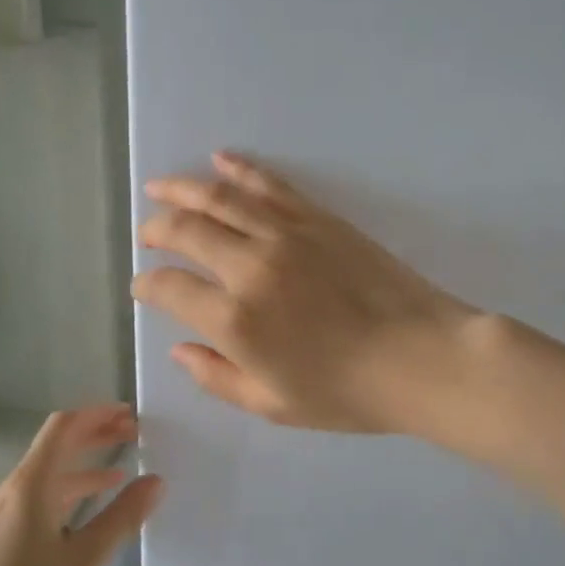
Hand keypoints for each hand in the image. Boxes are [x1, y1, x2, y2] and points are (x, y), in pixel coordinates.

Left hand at [0, 405, 161, 565]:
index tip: (131, 414)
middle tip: (135, 436)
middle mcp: (9, 493)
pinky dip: (68, 497)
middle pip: (55, 449)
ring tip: (121, 476)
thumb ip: (122, 517)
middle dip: (94, 437)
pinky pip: (37, 503)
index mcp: (29, 486)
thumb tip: (155, 480)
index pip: (63, 428)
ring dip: (83, 469)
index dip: (97, 414)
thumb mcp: (85, 561)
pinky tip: (88, 519)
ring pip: (46, 478)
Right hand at [132, 152, 480, 433]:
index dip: (146, 286)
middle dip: (156, 229)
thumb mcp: (273, 405)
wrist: (420, 356)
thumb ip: (218, 377)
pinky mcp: (318, 218)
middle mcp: (250, 268)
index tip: (144, 287)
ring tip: (159, 186)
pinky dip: (240, 170)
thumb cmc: (347, 393)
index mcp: (234, 321)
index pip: (169, 289)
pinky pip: (269, 185)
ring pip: (220, 199)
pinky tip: (220, 160)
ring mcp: (286, 235)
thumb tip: (179, 349)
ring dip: (182, 189)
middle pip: (185, 232)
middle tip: (147, 234)